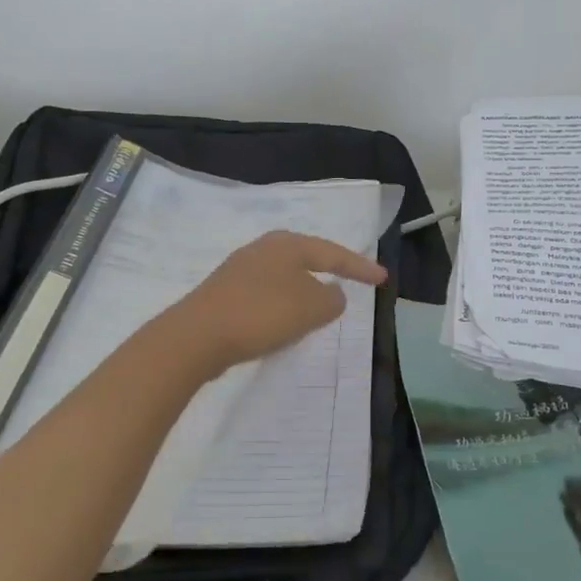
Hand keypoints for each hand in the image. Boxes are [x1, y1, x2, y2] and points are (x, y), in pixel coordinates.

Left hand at [165, 231, 387, 376]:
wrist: (197, 336)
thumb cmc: (261, 314)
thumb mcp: (311, 308)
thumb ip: (332, 299)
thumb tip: (332, 294)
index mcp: (286, 244)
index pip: (333, 253)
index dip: (360, 267)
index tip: (383, 279)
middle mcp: (262, 249)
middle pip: (305, 258)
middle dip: (328, 270)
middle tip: (350, 281)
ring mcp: (239, 270)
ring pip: (284, 277)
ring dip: (304, 290)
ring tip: (319, 306)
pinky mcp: (225, 293)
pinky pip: (266, 295)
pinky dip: (283, 305)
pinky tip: (282, 321)